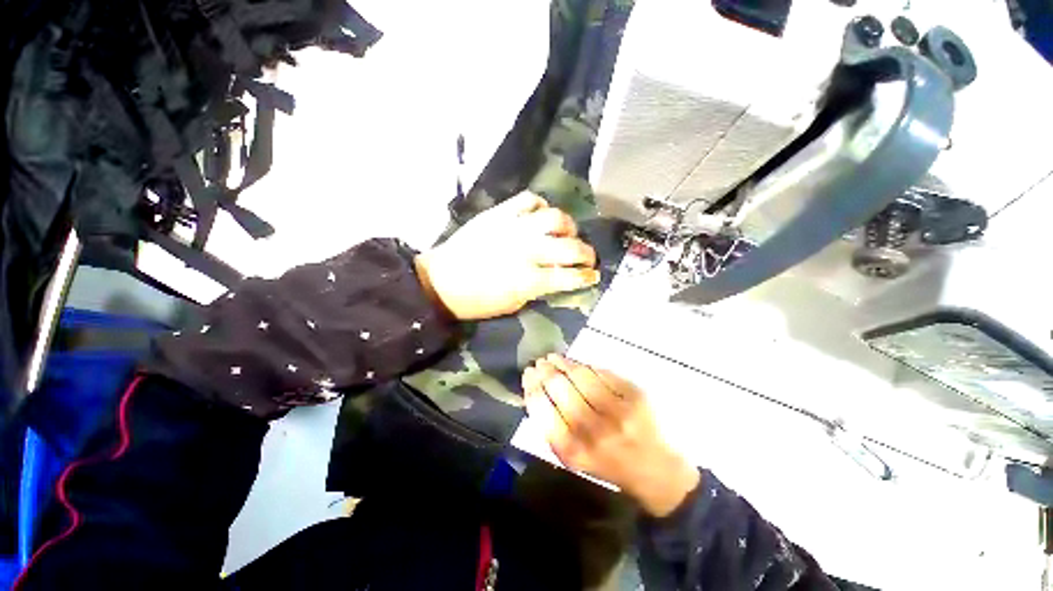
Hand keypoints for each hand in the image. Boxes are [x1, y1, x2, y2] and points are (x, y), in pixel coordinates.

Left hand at [414, 193, 599, 320]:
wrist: (440, 280)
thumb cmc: (476, 301)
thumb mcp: (513, 304)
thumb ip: (539, 288)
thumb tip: (556, 276)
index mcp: (528, 279)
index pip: (570, 276)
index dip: (587, 276)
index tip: (593, 275)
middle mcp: (526, 250)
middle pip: (570, 246)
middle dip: (587, 253)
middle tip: (586, 257)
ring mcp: (514, 227)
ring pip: (555, 217)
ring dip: (568, 226)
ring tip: (564, 233)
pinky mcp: (500, 213)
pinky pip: (530, 200)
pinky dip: (540, 207)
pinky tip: (539, 217)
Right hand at [522, 354, 699, 516]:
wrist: (654, 471)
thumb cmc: (607, 465)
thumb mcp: (573, 458)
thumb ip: (552, 428)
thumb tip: (536, 391)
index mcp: (573, 450)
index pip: (542, 409)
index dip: (532, 387)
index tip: (528, 375)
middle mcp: (594, 430)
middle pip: (560, 388)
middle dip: (545, 371)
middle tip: (540, 362)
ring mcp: (617, 411)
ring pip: (581, 376)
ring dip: (564, 363)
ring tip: (554, 358)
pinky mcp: (635, 396)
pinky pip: (602, 373)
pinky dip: (586, 366)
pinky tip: (577, 364)